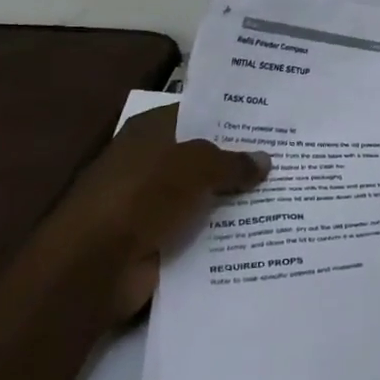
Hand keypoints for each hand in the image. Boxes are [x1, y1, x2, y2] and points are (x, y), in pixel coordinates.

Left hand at [57, 105, 269, 322]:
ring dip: (232, 199)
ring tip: (284, 193)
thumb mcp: (197, 166)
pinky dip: (221, 232)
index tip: (270, 122)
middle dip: (238, 160)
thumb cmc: (142, 196)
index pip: (197, 113)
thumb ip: (233, 162)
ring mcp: (150, 203)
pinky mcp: (154, 240)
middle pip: (202, 156)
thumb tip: (265, 160)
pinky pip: (197, 230)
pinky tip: (260, 229)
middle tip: (286, 157)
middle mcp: (148, 161)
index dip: (231, 117)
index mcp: (150, 130)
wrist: (94, 266)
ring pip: (202, 195)